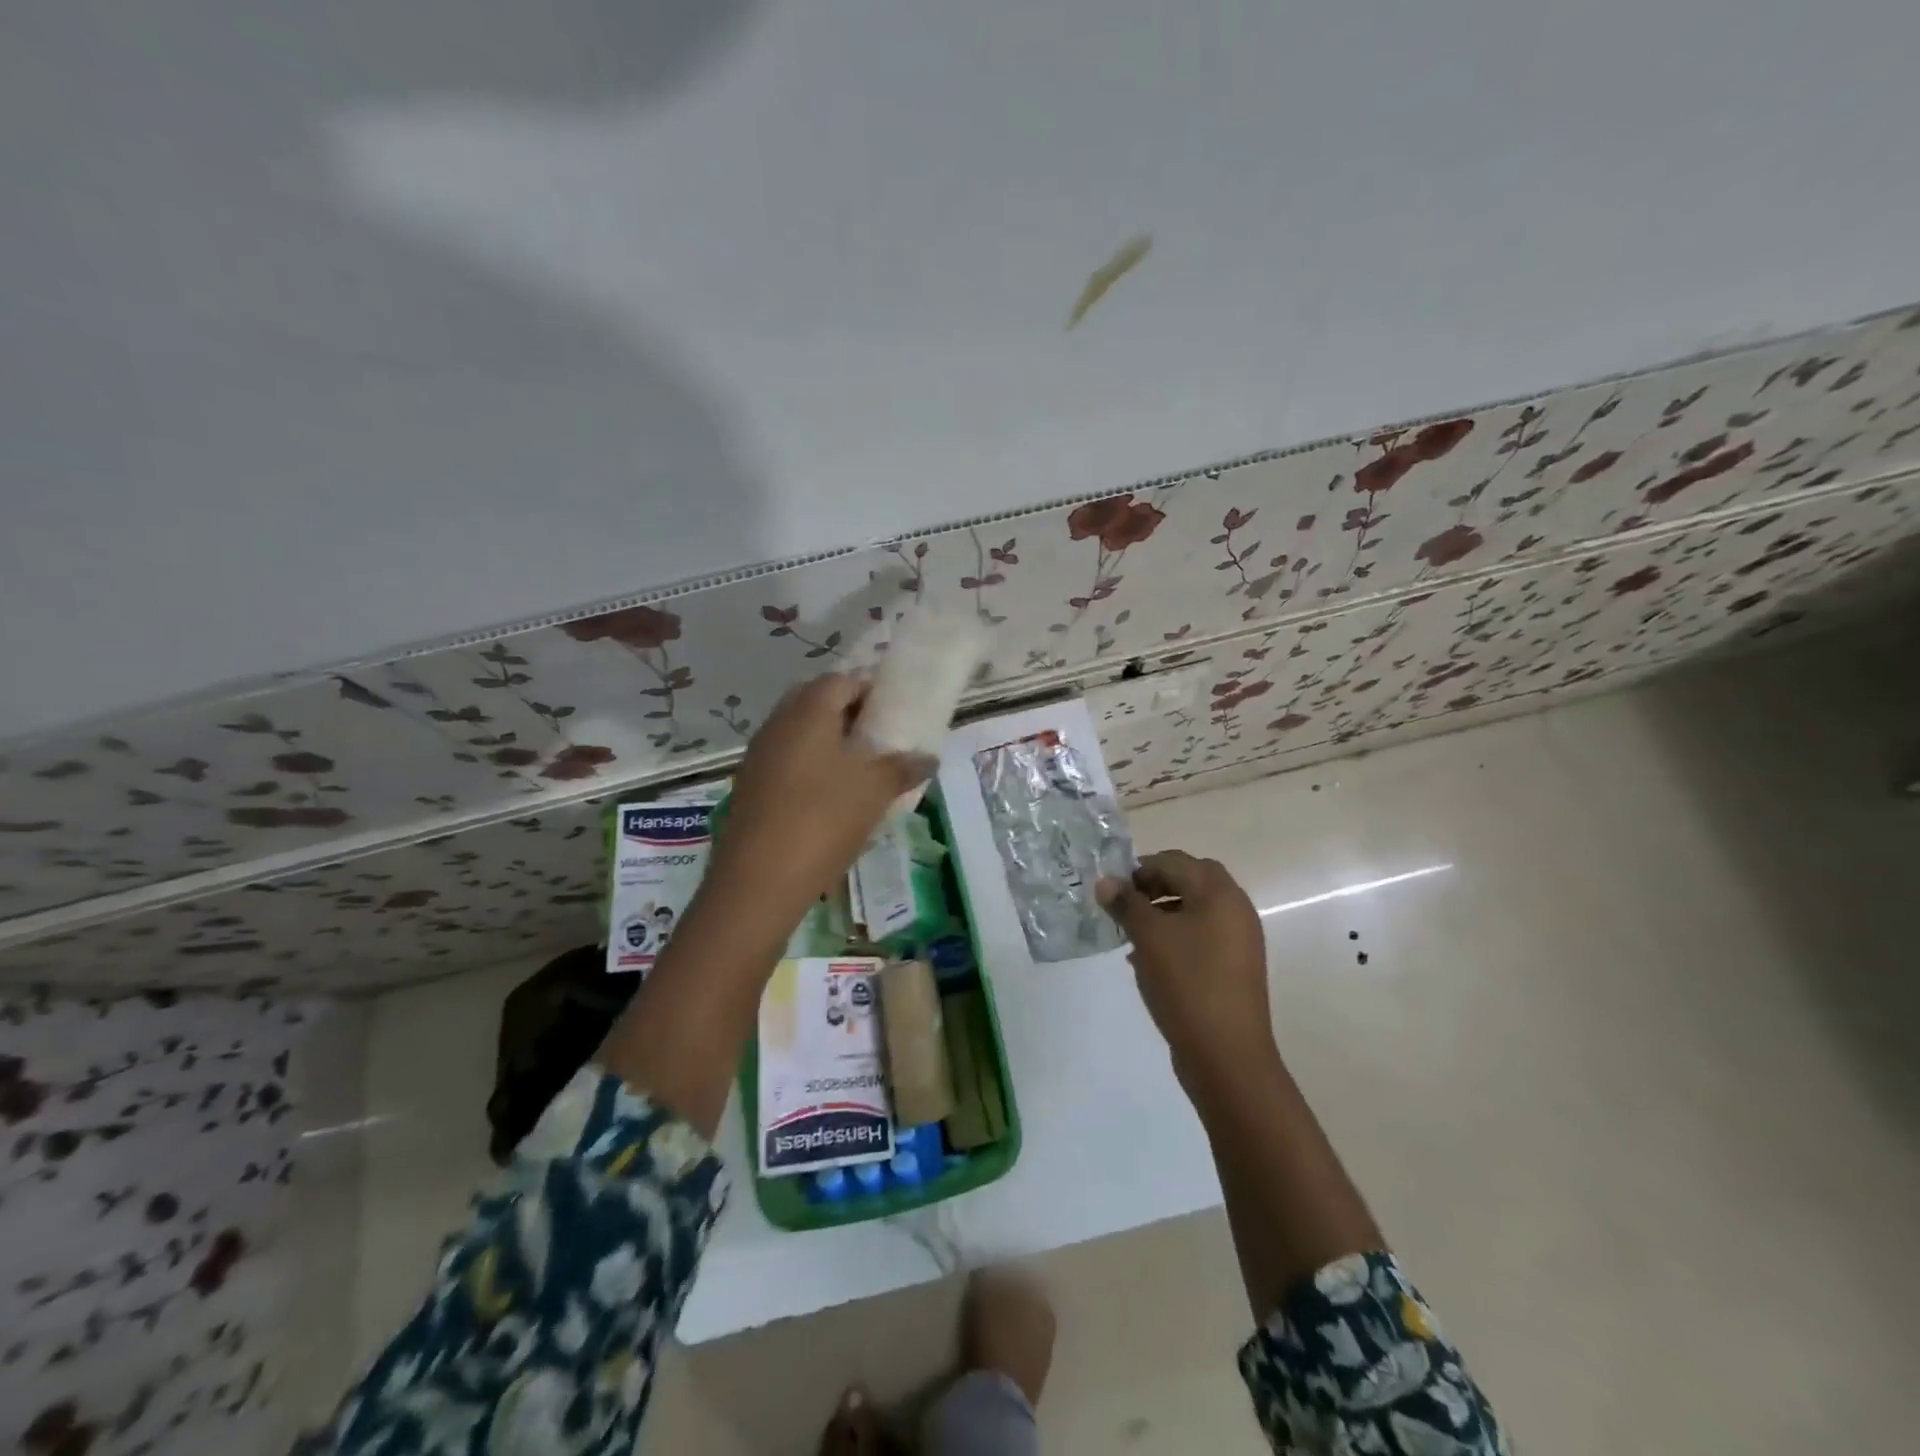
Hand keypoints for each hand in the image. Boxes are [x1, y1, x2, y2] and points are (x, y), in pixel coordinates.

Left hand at [712, 673, 932, 920]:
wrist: (759, 880)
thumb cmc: (823, 820)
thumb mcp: (875, 792)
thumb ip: (903, 768)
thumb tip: (929, 758)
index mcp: (808, 711)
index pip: (841, 680)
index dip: (870, 689)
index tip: (893, 710)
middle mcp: (778, 723)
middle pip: (814, 701)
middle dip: (846, 713)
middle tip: (875, 737)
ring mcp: (758, 755)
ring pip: (797, 732)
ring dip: (826, 740)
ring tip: (857, 769)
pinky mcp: (749, 786)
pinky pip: (784, 760)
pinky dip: (807, 766)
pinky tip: (828, 797)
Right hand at [1097, 851, 1275, 1076]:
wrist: (1227, 1055)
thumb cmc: (1187, 983)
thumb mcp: (1148, 937)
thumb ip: (1126, 904)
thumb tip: (1106, 882)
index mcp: (1220, 894)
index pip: (1176, 861)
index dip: (1141, 868)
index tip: (1112, 888)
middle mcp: (1236, 910)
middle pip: (1190, 881)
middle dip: (1154, 887)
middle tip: (1124, 905)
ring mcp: (1239, 941)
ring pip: (1195, 911)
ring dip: (1162, 913)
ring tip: (1130, 934)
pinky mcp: (1234, 969)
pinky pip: (1201, 938)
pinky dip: (1175, 937)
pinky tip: (1147, 960)